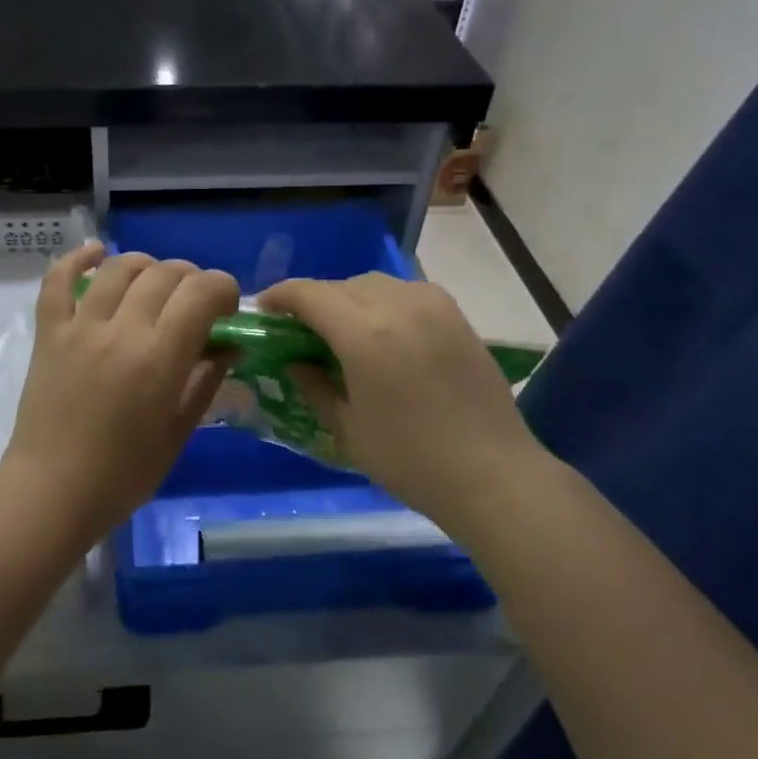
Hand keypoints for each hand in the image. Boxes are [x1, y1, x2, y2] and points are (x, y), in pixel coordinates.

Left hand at [2, 244, 239, 539]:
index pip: (202, 292)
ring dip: (145, 265)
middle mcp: (121, 329)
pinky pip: (57, 281)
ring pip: (118, 268)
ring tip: (154, 283)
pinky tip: (96, 253)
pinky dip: (76, 259)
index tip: (226, 309)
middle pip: (164, 273)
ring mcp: (80, 327)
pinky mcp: (49, 332)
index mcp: (160, 357)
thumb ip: (205, 381)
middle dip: (190, 278)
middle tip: (193, 303)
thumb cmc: (124, 474)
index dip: (223, 289)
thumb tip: (229, 346)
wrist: (52, 493)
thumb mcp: (179, 431)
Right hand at [258, 274, 546, 532]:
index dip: (279, 297)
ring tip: (341, 330)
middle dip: (313, 301)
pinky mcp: (456, 315)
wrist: (493, 475)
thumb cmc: (411, 459)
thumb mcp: (347, 429)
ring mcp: (432, 305)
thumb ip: (314, 386)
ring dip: (348, 298)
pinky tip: (383, 332)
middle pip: (340, 285)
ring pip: (374, 283)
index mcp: (363, 333)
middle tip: (299, 330)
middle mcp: (397, 305)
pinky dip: (383, 302)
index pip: (308, 294)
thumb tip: (294, 362)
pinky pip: (406, 292)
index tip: (263, 311)